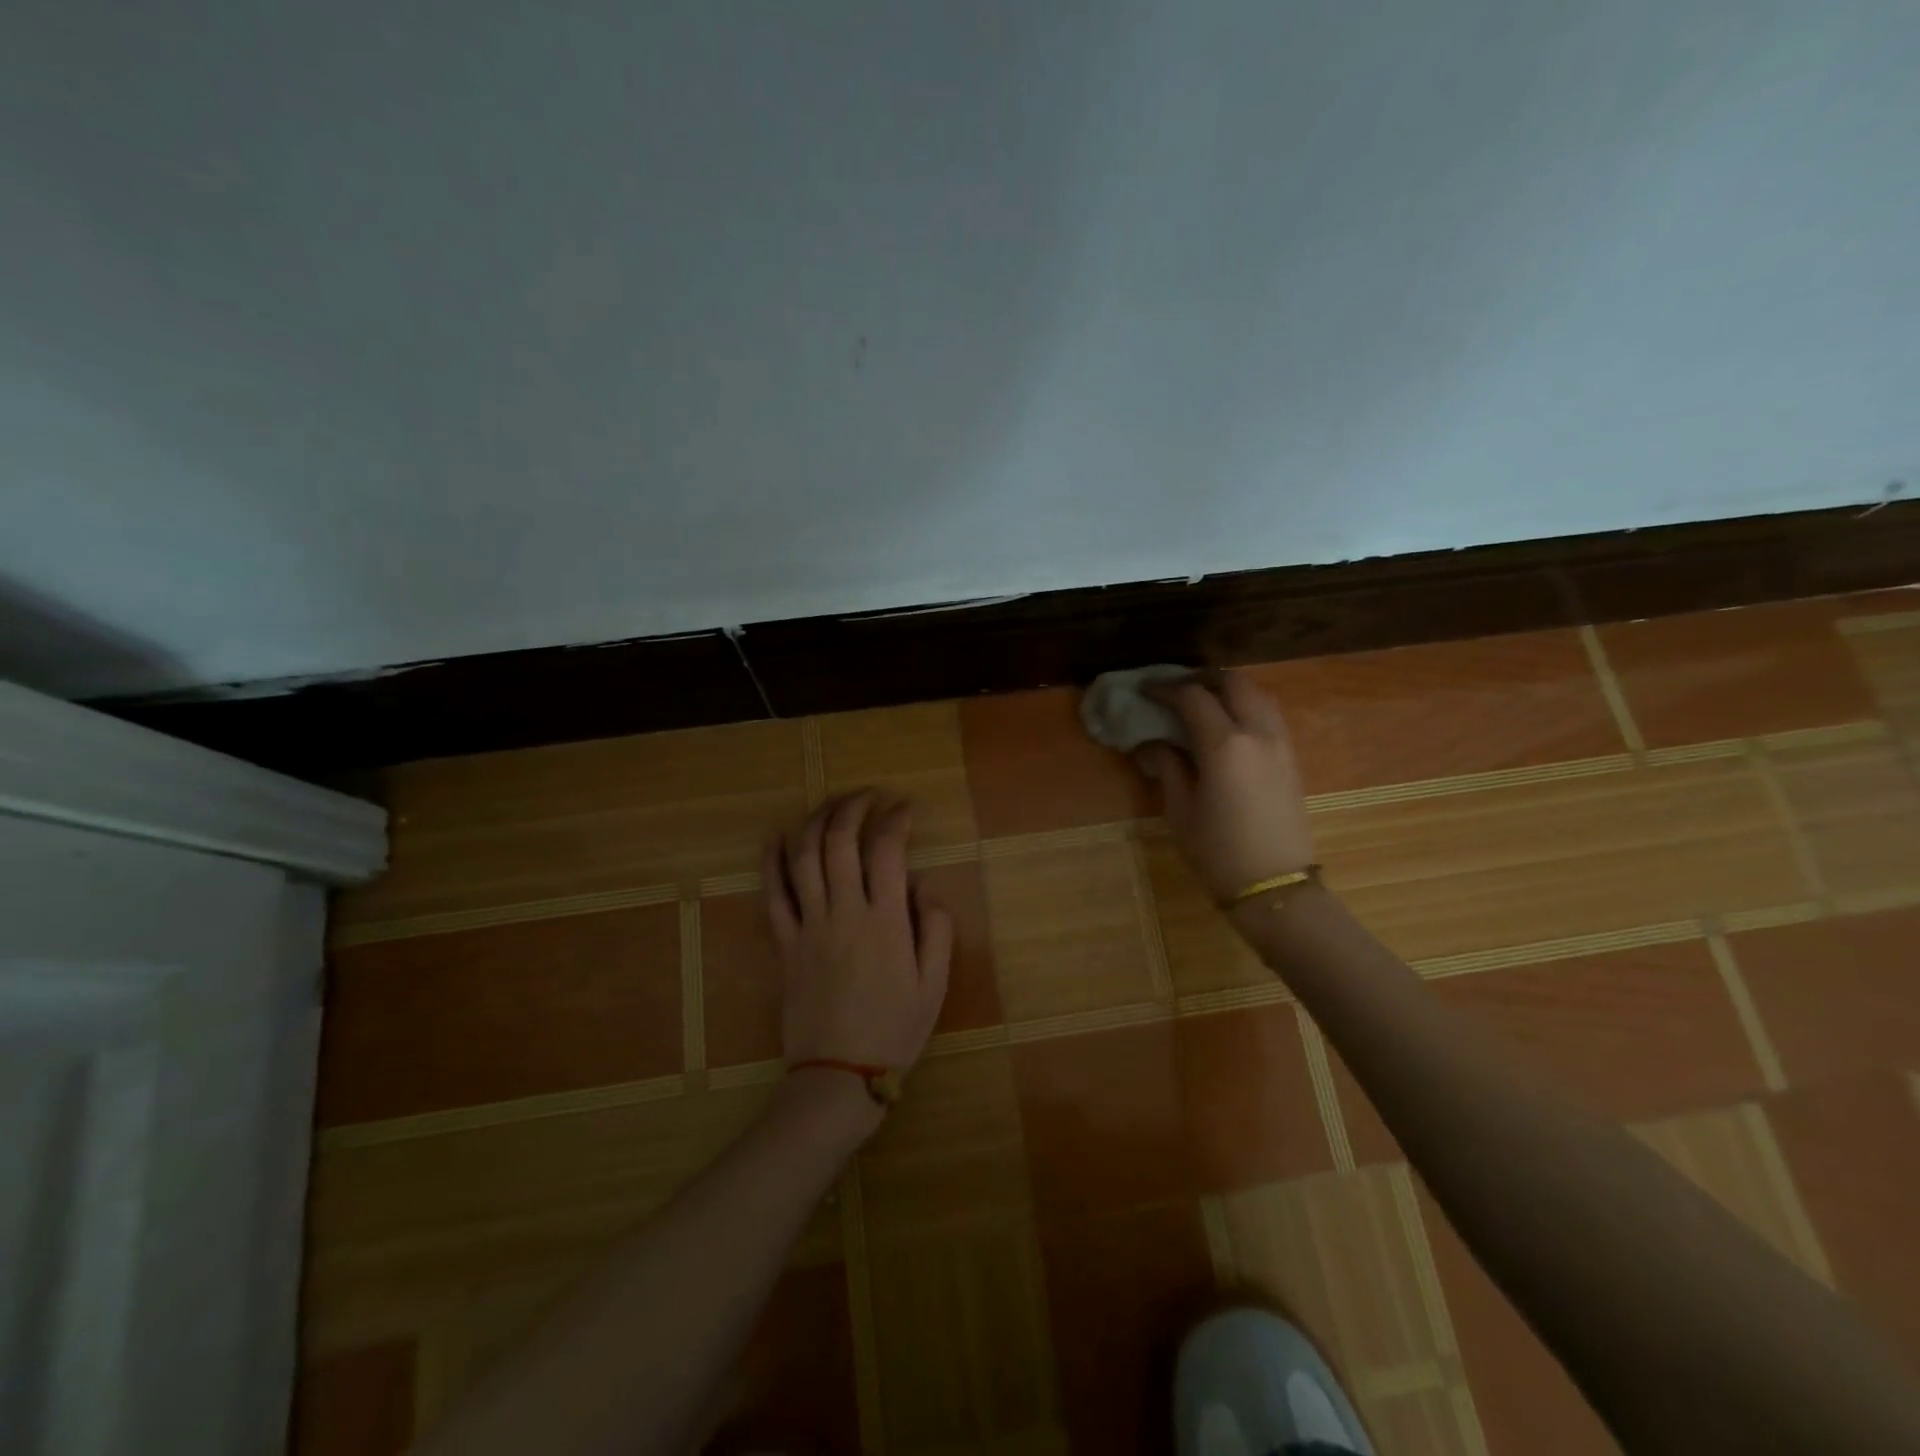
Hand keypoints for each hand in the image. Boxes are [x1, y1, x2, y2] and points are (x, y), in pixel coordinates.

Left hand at [766, 790, 953, 1074]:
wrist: (839, 1075)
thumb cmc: (895, 1030)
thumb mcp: (934, 984)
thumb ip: (936, 928)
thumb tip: (923, 885)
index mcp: (885, 921)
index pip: (887, 850)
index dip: (895, 819)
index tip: (905, 807)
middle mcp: (844, 912)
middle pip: (840, 841)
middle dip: (854, 807)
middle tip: (868, 796)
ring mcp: (809, 925)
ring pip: (804, 857)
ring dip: (816, 821)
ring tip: (831, 805)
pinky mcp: (784, 943)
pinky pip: (773, 894)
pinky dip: (772, 861)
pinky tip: (777, 837)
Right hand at [1135, 670, 1314, 901]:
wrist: (1275, 887)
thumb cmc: (1218, 852)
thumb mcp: (1181, 810)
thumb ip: (1167, 766)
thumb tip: (1150, 744)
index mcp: (1225, 744)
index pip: (1192, 697)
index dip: (1165, 688)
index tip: (1144, 690)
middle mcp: (1258, 733)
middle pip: (1233, 682)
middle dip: (1202, 679)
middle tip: (1176, 690)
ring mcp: (1281, 744)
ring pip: (1258, 695)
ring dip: (1228, 691)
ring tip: (1201, 704)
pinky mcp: (1291, 759)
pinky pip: (1269, 715)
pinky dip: (1246, 707)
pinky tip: (1226, 727)